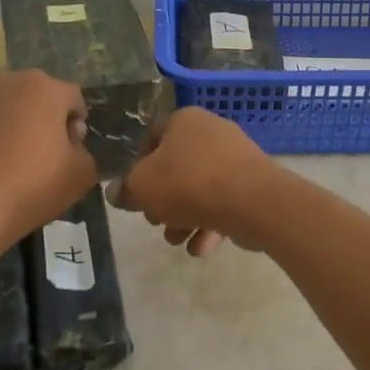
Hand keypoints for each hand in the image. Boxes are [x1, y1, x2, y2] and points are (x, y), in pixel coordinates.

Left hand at [0, 70, 96, 252]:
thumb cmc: (30, 187)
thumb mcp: (81, 174)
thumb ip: (86, 149)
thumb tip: (70, 142)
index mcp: (45, 87)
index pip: (74, 99)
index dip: (77, 126)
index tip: (70, 153)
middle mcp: (9, 80)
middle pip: (40, 96)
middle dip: (46, 119)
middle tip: (44, 155)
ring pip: (9, 105)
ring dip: (16, 123)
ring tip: (12, 160)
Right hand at [113, 107, 273, 256]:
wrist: (253, 201)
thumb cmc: (189, 184)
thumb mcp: (142, 188)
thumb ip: (125, 190)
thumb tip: (116, 192)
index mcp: (183, 120)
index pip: (151, 138)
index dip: (137, 167)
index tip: (135, 193)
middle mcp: (211, 132)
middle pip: (176, 168)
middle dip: (163, 200)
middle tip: (156, 221)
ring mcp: (235, 157)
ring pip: (199, 189)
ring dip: (184, 218)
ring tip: (178, 240)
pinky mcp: (252, 183)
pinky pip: (223, 202)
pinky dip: (210, 224)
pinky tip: (202, 248)